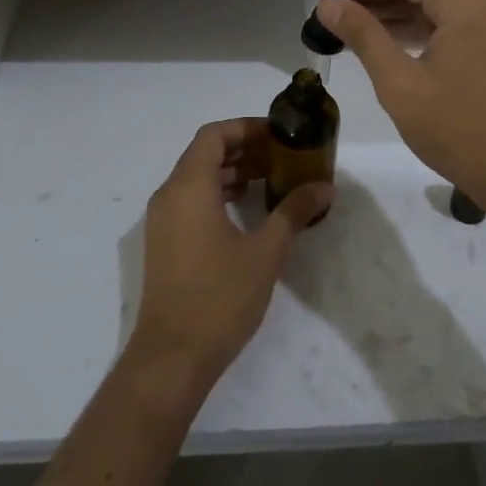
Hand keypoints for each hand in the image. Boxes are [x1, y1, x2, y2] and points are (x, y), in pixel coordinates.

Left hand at [126, 119, 333, 394]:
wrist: (172, 357)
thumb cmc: (220, 297)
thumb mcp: (266, 252)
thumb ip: (294, 212)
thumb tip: (324, 187)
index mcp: (189, 187)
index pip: (214, 135)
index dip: (246, 128)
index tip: (278, 135)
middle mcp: (169, 195)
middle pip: (204, 153)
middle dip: (243, 148)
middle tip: (281, 156)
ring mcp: (161, 220)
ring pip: (195, 177)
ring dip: (230, 171)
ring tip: (270, 179)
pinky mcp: (163, 242)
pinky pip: (189, 200)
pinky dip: (217, 193)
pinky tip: (246, 210)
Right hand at [315, 0, 485, 214]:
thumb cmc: (457, 129)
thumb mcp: (400, 83)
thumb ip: (364, 36)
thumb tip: (329, 5)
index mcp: (467, 3)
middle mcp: (485, 3)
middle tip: (329, 4)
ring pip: (434, 4)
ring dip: (392, 11)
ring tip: (347, 20)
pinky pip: (448, 24)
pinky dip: (415, 28)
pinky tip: (383, 39)